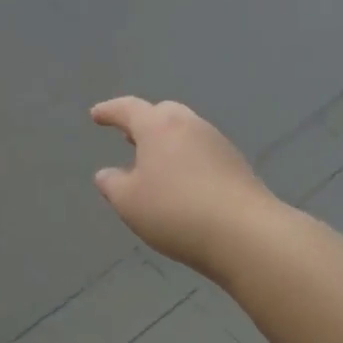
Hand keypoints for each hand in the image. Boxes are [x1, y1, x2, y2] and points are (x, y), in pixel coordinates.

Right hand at [91, 97, 276, 273]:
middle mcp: (189, 125)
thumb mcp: (128, 202)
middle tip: (128, 137)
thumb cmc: (175, 211)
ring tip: (154, 163)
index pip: (128, 109)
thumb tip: (107, 174)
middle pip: (163, 113)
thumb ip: (112, 184)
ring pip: (185, 132)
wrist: (245, 233)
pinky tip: (182, 182)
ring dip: (167, 142)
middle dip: (143, 122)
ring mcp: (217, 142)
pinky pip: (202, 152)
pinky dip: (187, 159)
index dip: (109, 111)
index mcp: (158, 126)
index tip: (96, 115)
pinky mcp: (236, 164)